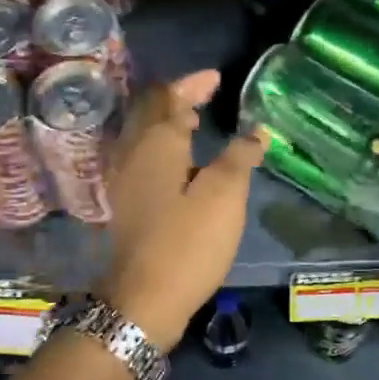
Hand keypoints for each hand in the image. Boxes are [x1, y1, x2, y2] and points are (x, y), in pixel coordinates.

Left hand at [98, 71, 264, 349]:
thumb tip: (255, 132)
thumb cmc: (186, 243)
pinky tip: (180, 161)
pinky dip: (161, 144)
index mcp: (155, 144)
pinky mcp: (124, 202)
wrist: (141, 302)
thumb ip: (239, 157)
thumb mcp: (225, 197)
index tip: (216, 77)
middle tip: (205, 94)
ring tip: (195, 120)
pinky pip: (141, 154)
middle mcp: (132, 153)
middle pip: (149, 111)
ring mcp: (122, 179)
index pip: (169, 97)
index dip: (193, 84)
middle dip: (177, 97)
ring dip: (167, 120)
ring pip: (142, 133)